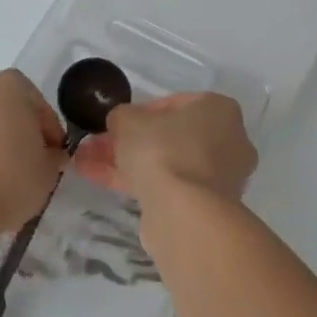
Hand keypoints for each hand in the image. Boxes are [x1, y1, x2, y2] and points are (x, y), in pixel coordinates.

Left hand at [0, 71, 66, 233]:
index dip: (47, 129)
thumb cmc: (11, 177)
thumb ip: (52, 156)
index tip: (52, 153)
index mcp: (8, 86)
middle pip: (0, 108)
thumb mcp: (48, 170)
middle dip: (13, 130)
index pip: (35, 102)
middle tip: (24, 161)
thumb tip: (49, 155)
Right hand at [75, 92, 257, 201]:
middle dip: (131, 140)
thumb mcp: (129, 120)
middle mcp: (228, 140)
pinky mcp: (205, 205)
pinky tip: (99, 180)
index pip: (175, 103)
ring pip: (166, 163)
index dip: (140, 111)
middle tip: (98, 144)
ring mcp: (219, 177)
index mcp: (219, 109)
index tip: (117, 123)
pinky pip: (167, 186)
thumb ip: (122, 116)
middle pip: (170, 136)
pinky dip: (137, 182)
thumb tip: (120, 123)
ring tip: (87, 163)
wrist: (184, 212)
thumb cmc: (163, 149)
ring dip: (128, 162)